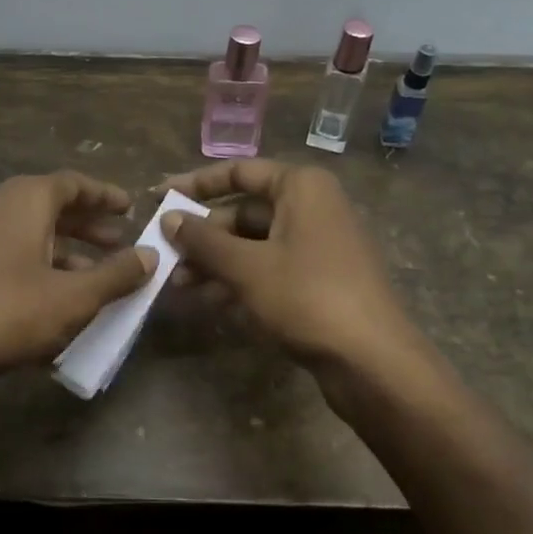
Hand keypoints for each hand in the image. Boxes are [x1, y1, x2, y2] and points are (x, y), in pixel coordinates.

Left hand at [0, 170, 156, 386]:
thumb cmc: (2, 312)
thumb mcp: (71, 299)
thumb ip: (115, 276)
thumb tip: (150, 255)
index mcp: (24, 199)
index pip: (73, 184)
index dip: (104, 196)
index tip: (129, 208)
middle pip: (48, 206)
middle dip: (85, 226)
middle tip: (116, 245)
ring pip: (23, 230)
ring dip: (59, 249)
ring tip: (87, 278)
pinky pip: (0, 249)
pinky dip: (29, 263)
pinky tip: (43, 297)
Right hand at [159, 160, 424, 377]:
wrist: (373, 361)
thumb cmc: (307, 297)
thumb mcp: (246, 267)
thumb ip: (203, 240)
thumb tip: (168, 217)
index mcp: (301, 187)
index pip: (239, 172)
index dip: (196, 184)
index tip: (159, 197)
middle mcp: (312, 207)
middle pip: (244, 212)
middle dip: (203, 235)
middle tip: (164, 254)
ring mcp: (318, 245)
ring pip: (254, 244)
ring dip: (215, 261)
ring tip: (177, 284)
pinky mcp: (319, 280)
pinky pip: (269, 269)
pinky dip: (239, 280)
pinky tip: (208, 300)